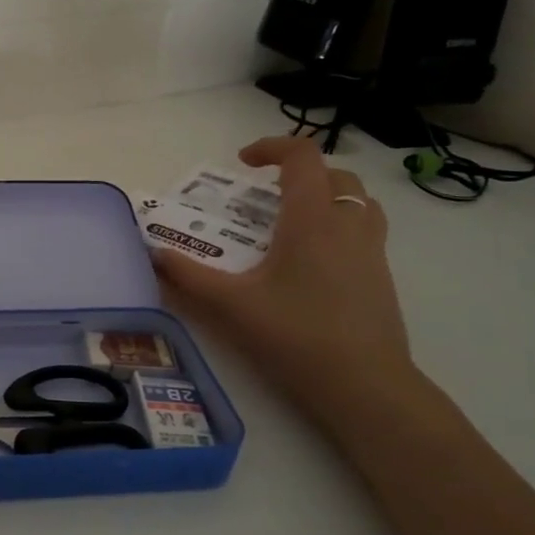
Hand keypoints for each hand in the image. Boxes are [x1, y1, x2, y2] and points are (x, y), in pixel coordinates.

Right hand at [152, 136, 415, 434]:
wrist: (365, 387)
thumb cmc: (295, 336)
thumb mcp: (231, 305)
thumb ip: (188, 277)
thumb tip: (153, 254)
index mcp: (311, 219)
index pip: (302, 157)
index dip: (271, 147)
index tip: (242, 163)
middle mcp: (347, 225)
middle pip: (333, 174)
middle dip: (298, 173)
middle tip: (264, 195)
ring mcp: (372, 251)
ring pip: (357, 201)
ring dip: (325, 196)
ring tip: (292, 221)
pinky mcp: (381, 277)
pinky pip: (364, 230)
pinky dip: (338, 226)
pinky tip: (311, 263)